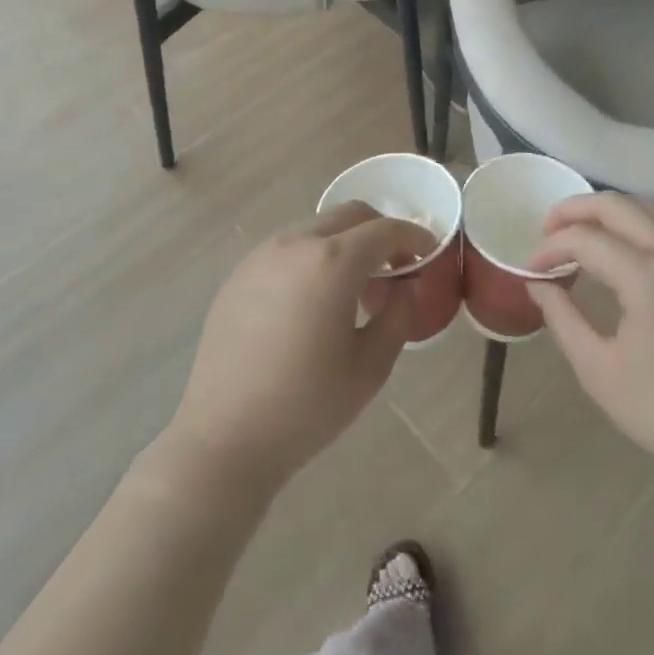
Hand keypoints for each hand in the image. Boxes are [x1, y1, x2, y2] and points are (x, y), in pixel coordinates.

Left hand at [164, 203, 424, 492]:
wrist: (224, 438)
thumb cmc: (307, 406)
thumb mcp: (370, 367)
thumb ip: (398, 315)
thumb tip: (405, 286)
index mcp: (332, 262)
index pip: (384, 230)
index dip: (413, 236)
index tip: (429, 253)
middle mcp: (295, 244)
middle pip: (349, 216)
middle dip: (379, 232)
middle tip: (394, 267)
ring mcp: (261, 256)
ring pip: (316, 228)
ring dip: (344, 244)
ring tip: (352, 288)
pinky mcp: (238, 275)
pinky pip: (287, 250)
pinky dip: (312, 257)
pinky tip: (311, 301)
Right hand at [527, 194, 653, 497]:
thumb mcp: (599, 370)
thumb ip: (562, 318)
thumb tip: (538, 285)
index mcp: (647, 275)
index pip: (585, 239)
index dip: (550, 248)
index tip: (530, 270)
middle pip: (617, 205)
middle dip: (575, 210)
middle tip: (546, 230)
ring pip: (644, 210)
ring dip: (605, 214)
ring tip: (576, 237)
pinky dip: (631, 227)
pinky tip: (614, 254)